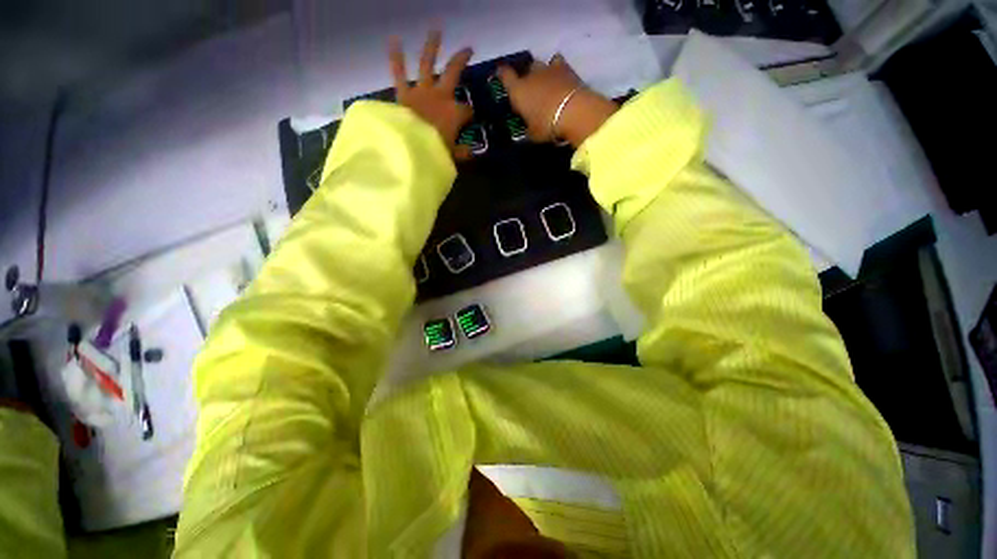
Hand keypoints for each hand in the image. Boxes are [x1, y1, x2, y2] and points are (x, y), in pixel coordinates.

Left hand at [389, 31, 474, 159]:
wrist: (410, 149)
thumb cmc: (435, 153)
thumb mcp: (452, 156)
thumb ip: (461, 153)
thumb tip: (470, 152)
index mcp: (455, 113)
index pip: (467, 110)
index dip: (469, 114)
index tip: (468, 120)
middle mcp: (441, 96)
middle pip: (454, 72)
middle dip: (461, 60)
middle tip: (468, 49)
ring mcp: (422, 91)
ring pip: (428, 64)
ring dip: (432, 46)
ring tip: (436, 31)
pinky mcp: (404, 93)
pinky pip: (399, 72)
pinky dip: (396, 57)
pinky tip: (394, 40)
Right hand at [498, 54, 617, 147]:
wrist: (574, 111)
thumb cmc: (547, 125)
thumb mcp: (533, 134)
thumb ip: (529, 129)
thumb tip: (529, 129)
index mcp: (518, 91)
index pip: (505, 76)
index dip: (502, 74)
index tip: (500, 73)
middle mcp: (531, 75)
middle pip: (525, 70)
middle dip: (526, 77)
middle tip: (530, 90)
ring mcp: (549, 69)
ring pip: (541, 64)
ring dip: (541, 73)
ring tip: (545, 83)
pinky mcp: (567, 68)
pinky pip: (558, 63)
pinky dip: (557, 69)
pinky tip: (560, 77)